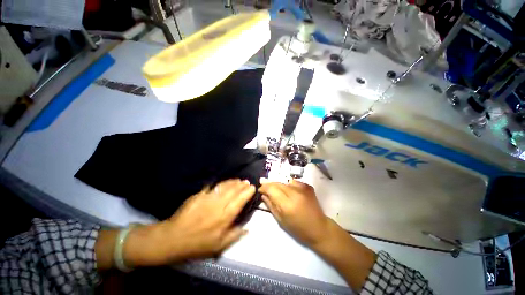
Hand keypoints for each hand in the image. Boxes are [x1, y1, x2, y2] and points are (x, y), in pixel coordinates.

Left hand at [122, 179, 255, 266]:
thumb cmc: (198, 244)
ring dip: (233, 182)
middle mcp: (219, 205)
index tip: (252, 187)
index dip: (247, 193)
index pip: (240, 201)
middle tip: (246, 181)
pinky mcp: (199, 195)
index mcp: (225, 217)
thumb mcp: (219, 246)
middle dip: (242, 185)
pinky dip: (220, 183)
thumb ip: (235, 235)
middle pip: (233, 191)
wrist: (174, 238)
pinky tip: (223, 182)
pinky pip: (212, 186)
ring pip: (224, 186)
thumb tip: (248, 228)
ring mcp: (208, 198)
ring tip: (238, 180)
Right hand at [258, 179, 329, 247]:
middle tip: (265, 188)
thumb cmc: (298, 229)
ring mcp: (303, 188)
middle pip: (278, 183)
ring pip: (284, 182)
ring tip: (277, 191)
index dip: (264, 187)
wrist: (319, 228)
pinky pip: (293, 182)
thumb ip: (271, 205)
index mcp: (287, 204)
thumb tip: (263, 195)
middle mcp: (295, 193)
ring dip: (278, 185)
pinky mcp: (308, 186)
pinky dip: (288, 185)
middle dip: (269, 185)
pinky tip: (288, 192)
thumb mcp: (281, 220)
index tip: (260, 189)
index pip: (271, 189)